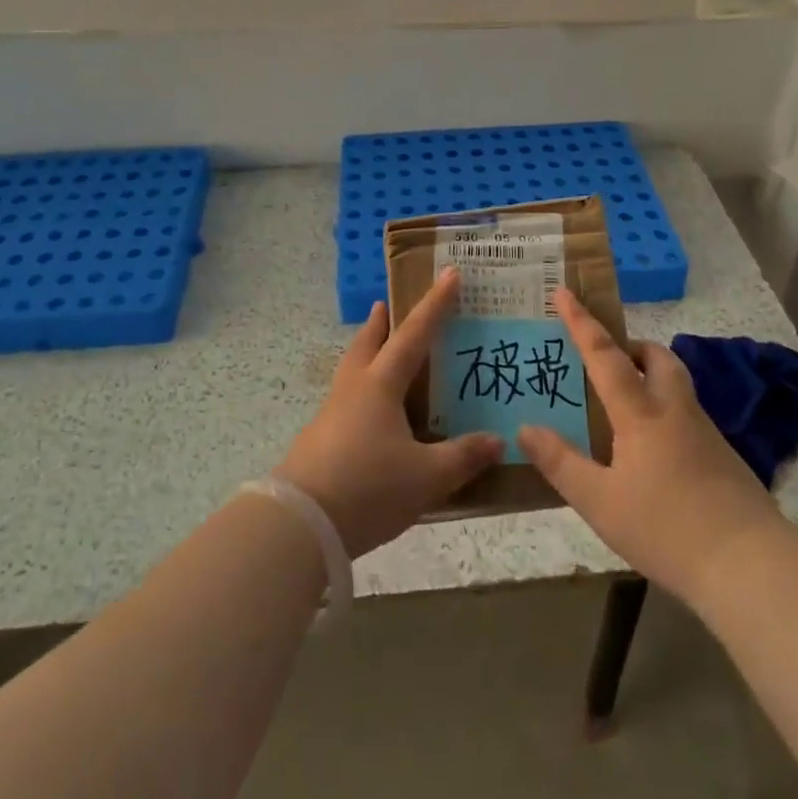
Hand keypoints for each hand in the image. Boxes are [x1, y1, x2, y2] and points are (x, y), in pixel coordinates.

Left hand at [275, 268, 503, 557]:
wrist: (300, 524)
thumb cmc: (368, 488)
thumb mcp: (426, 477)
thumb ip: (463, 457)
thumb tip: (497, 440)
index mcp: (380, 385)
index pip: (413, 334)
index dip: (435, 305)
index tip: (449, 274)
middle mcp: (353, 389)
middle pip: (367, 343)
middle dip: (381, 322)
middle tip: (388, 305)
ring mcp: (331, 414)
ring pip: (351, 369)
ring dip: (366, 352)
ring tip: (379, 352)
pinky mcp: (319, 439)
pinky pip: (346, 399)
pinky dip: (361, 390)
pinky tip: (371, 413)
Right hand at [517, 287, 781, 609]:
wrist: (749, 564)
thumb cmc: (665, 528)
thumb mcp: (599, 502)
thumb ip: (560, 463)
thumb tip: (524, 428)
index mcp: (641, 413)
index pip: (605, 355)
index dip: (581, 322)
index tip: (563, 291)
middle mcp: (675, 410)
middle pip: (657, 357)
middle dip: (631, 347)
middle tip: (607, 360)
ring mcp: (705, 431)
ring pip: (676, 383)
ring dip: (651, 375)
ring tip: (625, 403)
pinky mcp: (723, 456)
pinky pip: (687, 413)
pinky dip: (665, 410)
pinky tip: (654, 449)